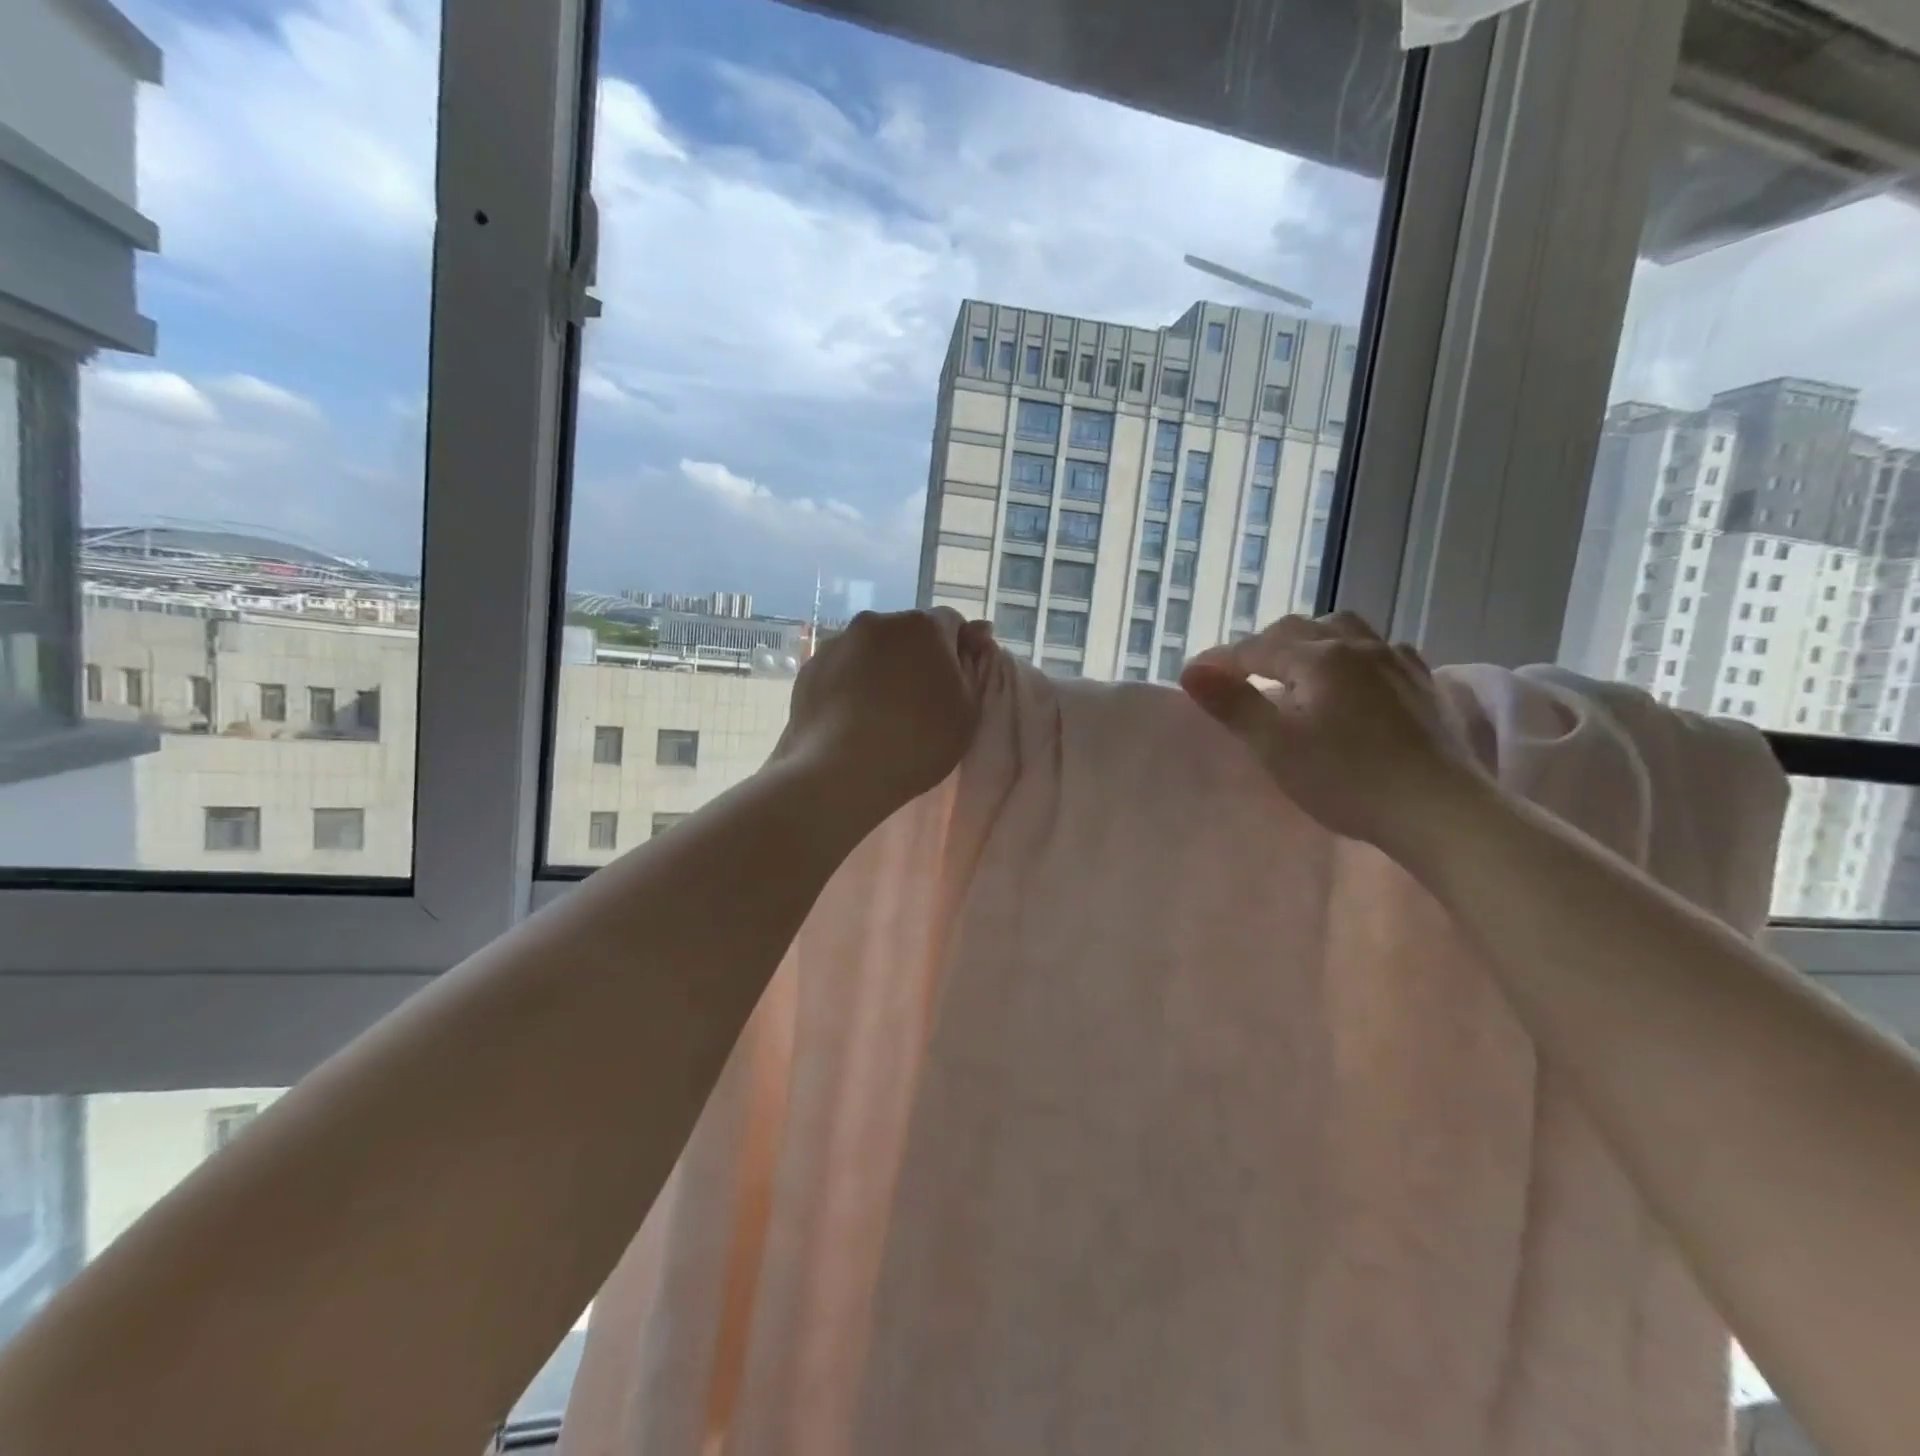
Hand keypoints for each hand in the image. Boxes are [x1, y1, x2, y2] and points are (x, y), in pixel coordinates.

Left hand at [776, 608, 989, 820]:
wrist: (842, 772)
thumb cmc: (919, 741)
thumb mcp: (967, 710)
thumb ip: (972, 666)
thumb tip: (977, 632)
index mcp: (924, 626)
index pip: (951, 624)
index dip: (956, 651)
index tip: (954, 684)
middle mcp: (878, 622)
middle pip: (907, 634)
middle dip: (916, 657)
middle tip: (918, 702)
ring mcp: (839, 642)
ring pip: (871, 650)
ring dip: (880, 669)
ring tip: (879, 714)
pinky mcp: (810, 667)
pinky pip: (841, 669)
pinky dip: (850, 684)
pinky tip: (851, 718)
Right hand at [1180, 612, 1486, 852]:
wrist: (1440, 809)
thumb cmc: (1347, 780)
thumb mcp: (1276, 746)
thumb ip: (1233, 704)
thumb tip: (1191, 671)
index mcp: (1319, 658)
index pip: (1255, 649)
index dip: (1220, 661)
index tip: (1193, 676)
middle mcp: (1358, 646)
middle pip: (1298, 629)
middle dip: (1262, 646)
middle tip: (1240, 674)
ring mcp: (1396, 661)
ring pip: (1344, 629)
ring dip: (1309, 640)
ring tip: (1295, 667)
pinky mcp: (1423, 683)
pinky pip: (1380, 650)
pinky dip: (1352, 654)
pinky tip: (1354, 677)